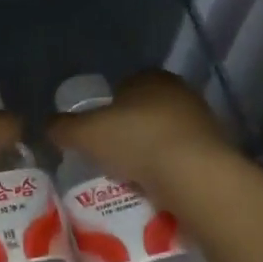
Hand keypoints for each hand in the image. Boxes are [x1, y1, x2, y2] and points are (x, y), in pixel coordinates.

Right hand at [46, 70, 233, 200]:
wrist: (193, 175)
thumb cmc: (135, 140)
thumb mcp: (84, 133)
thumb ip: (63, 127)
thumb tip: (47, 125)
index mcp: (150, 77)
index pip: (124, 85)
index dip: (106, 106)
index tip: (95, 130)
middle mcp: (179, 91)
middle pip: (145, 109)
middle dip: (128, 128)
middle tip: (108, 153)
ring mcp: (202, 120)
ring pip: (165, 133)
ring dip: (149, 149)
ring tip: (130, 173)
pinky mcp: (215, 150)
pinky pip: (181, 156)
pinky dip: (167, 167)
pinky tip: (154, 184)